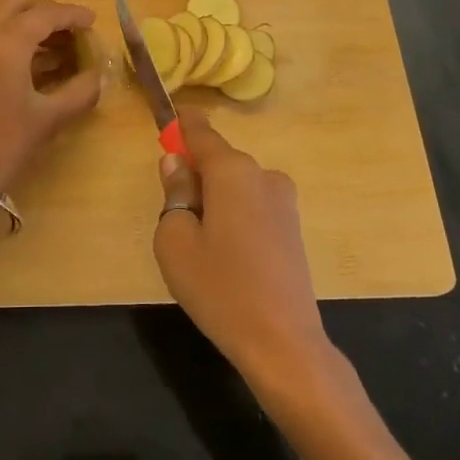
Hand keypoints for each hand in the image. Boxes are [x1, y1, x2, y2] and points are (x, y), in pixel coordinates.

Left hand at [0, 0, 102, 191]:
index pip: (43, 15)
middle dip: (48, 12)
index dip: (71, 15)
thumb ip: (81, 90)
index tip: (93, 20)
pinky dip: (10, 34)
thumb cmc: (7, 144)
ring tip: (58, 43)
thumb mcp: (51, 117)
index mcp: (4, 44)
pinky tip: (33, 56)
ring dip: (28, 22)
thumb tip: (99, 74)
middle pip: (18, 6)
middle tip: (73, 29)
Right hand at [153, 111, 332, 383]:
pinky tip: (225, 253)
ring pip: (236, 184)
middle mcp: (263, 175)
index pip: (202, 132)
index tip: (167, 117)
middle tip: (173, 210)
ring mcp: (283, 201)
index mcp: (232, 171)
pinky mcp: (292, 226)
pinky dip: (233, 213)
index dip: (182, 124)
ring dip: (214, 197)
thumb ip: (174, 193)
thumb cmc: (218, 287)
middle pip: (219, 160)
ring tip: (199, 243)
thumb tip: (177, 163)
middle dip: (195, 173)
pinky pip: (252, 204)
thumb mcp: (175, 240)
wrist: (281, 341)